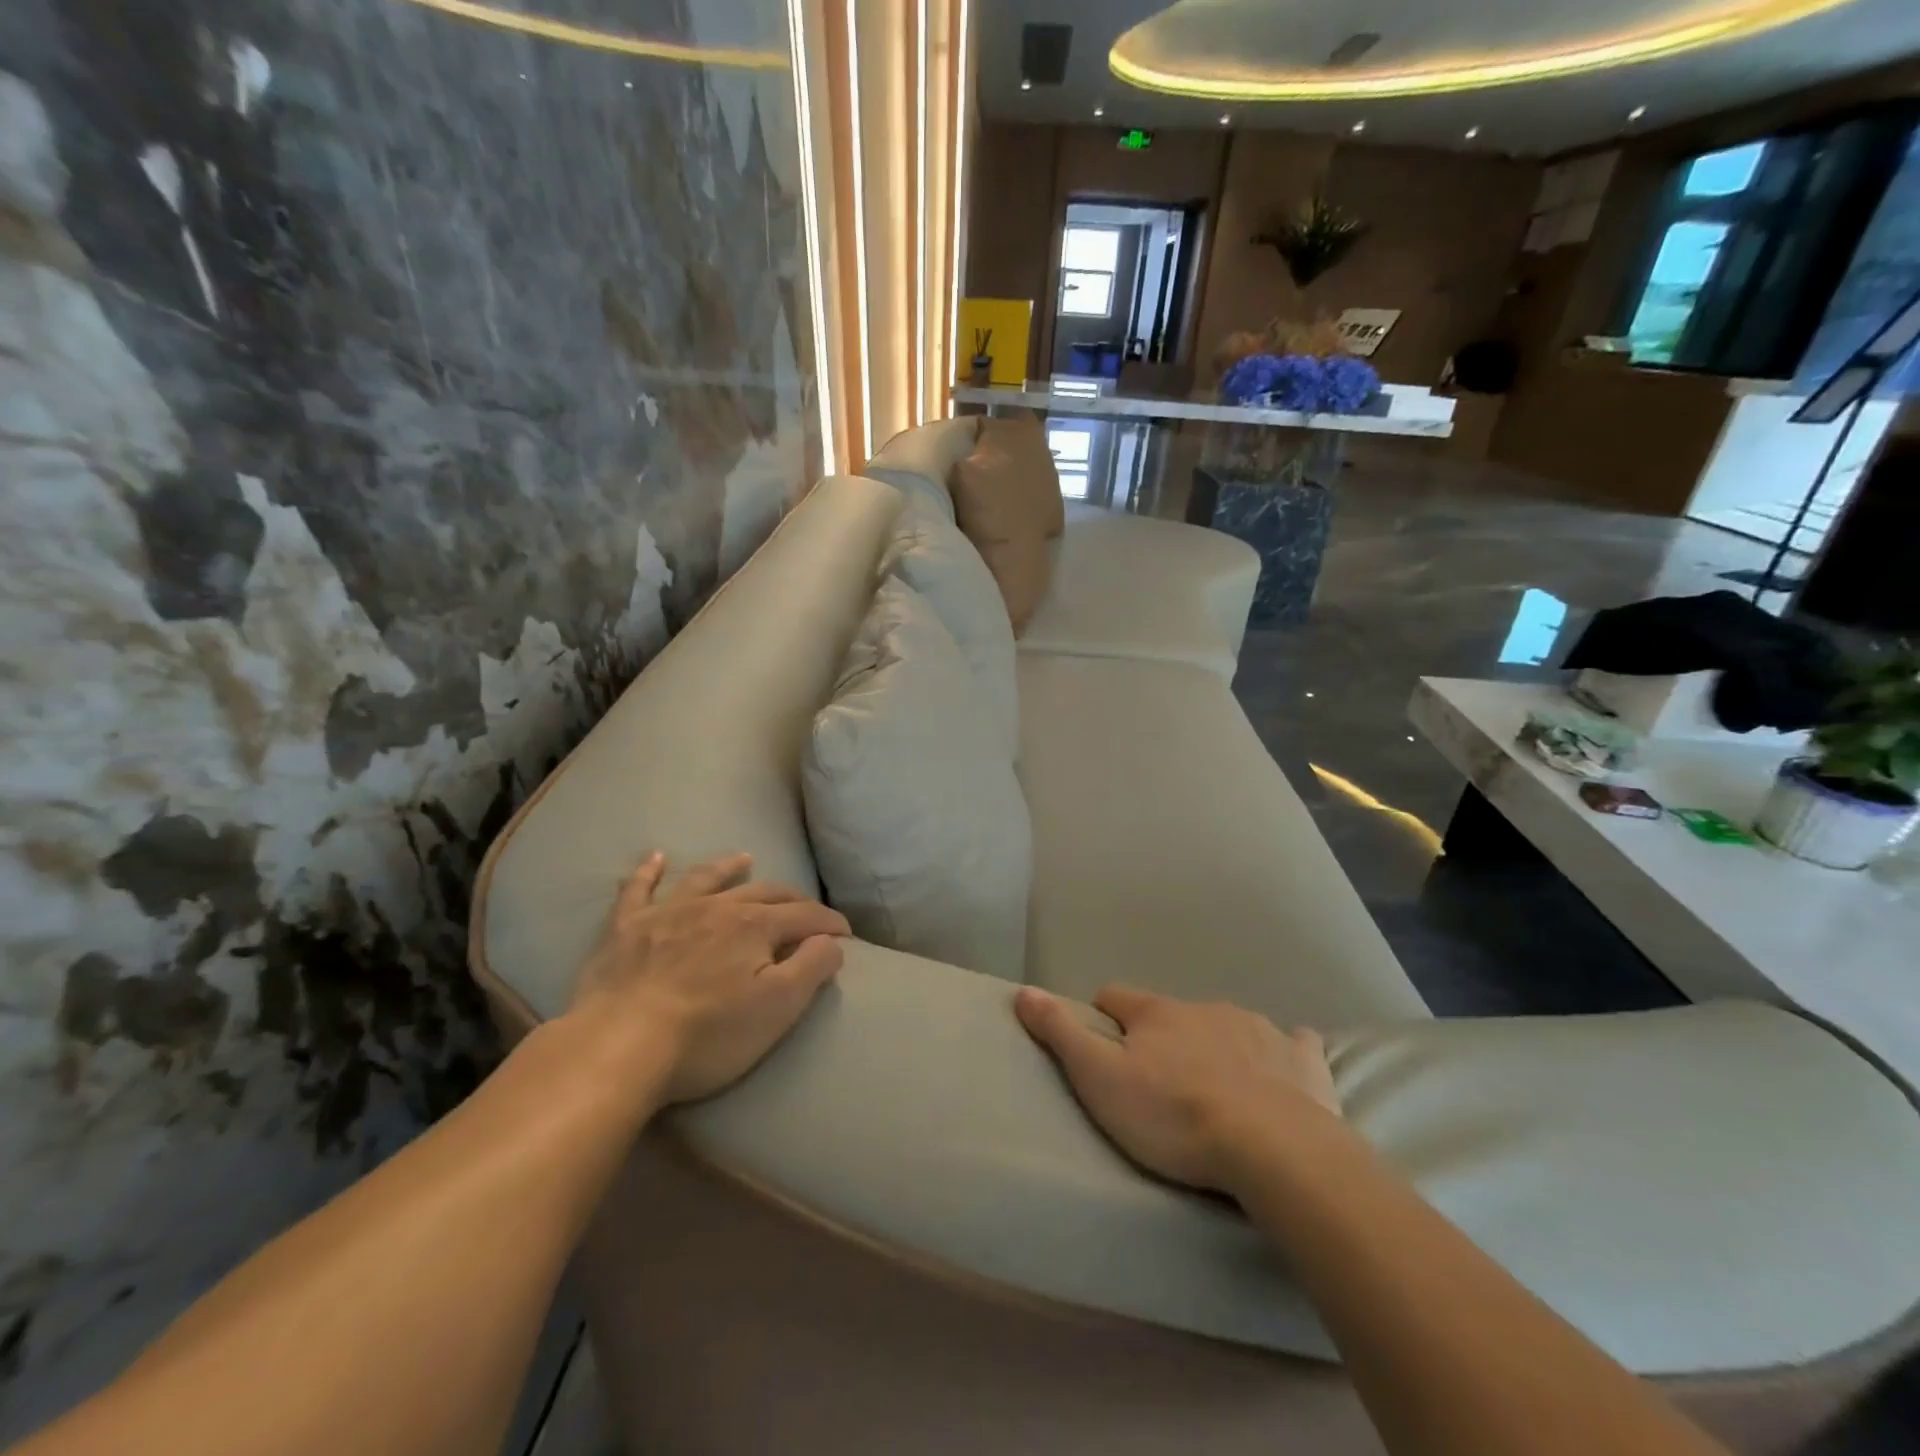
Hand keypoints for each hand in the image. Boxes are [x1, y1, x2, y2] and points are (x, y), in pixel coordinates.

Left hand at [570, 852, 848, 1103]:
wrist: (618, 1047)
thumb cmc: (708, 1034)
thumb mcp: (778, 1007)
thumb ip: (812, 967)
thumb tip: (832, 940)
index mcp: (755, 926)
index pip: (805, 915)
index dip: (830, 923)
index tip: (845, 935)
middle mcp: (716, 907)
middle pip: (763, 893)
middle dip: (791, 898)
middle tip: (806, 910)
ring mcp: (668, 913)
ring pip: (705, 878)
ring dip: (728, 868)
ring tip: (743, 858)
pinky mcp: (626, 928)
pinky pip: (637, 890)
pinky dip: (647, 872)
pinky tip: (655, 857)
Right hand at [1014, 985, 1341, 1194]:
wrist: (1274, 1149)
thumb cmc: (1174, 1116)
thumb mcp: (1100, 1079)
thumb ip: (1060, 1032)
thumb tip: (1023, 990)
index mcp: (1157, 1013)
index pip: (1116, 997)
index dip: (1104, 1016)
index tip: (1103, 1045)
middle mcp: (1205, 1008)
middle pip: (1173, 1014)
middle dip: (1164, 1037)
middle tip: (1161, 1083)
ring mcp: (1258, 1029)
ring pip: (1228, 1025)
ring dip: (1217, 1045)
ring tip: (1217, 1090)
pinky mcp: (1302, 1059)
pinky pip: (1293, 1043)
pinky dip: (1283, 1053)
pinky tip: (1283, 1074)